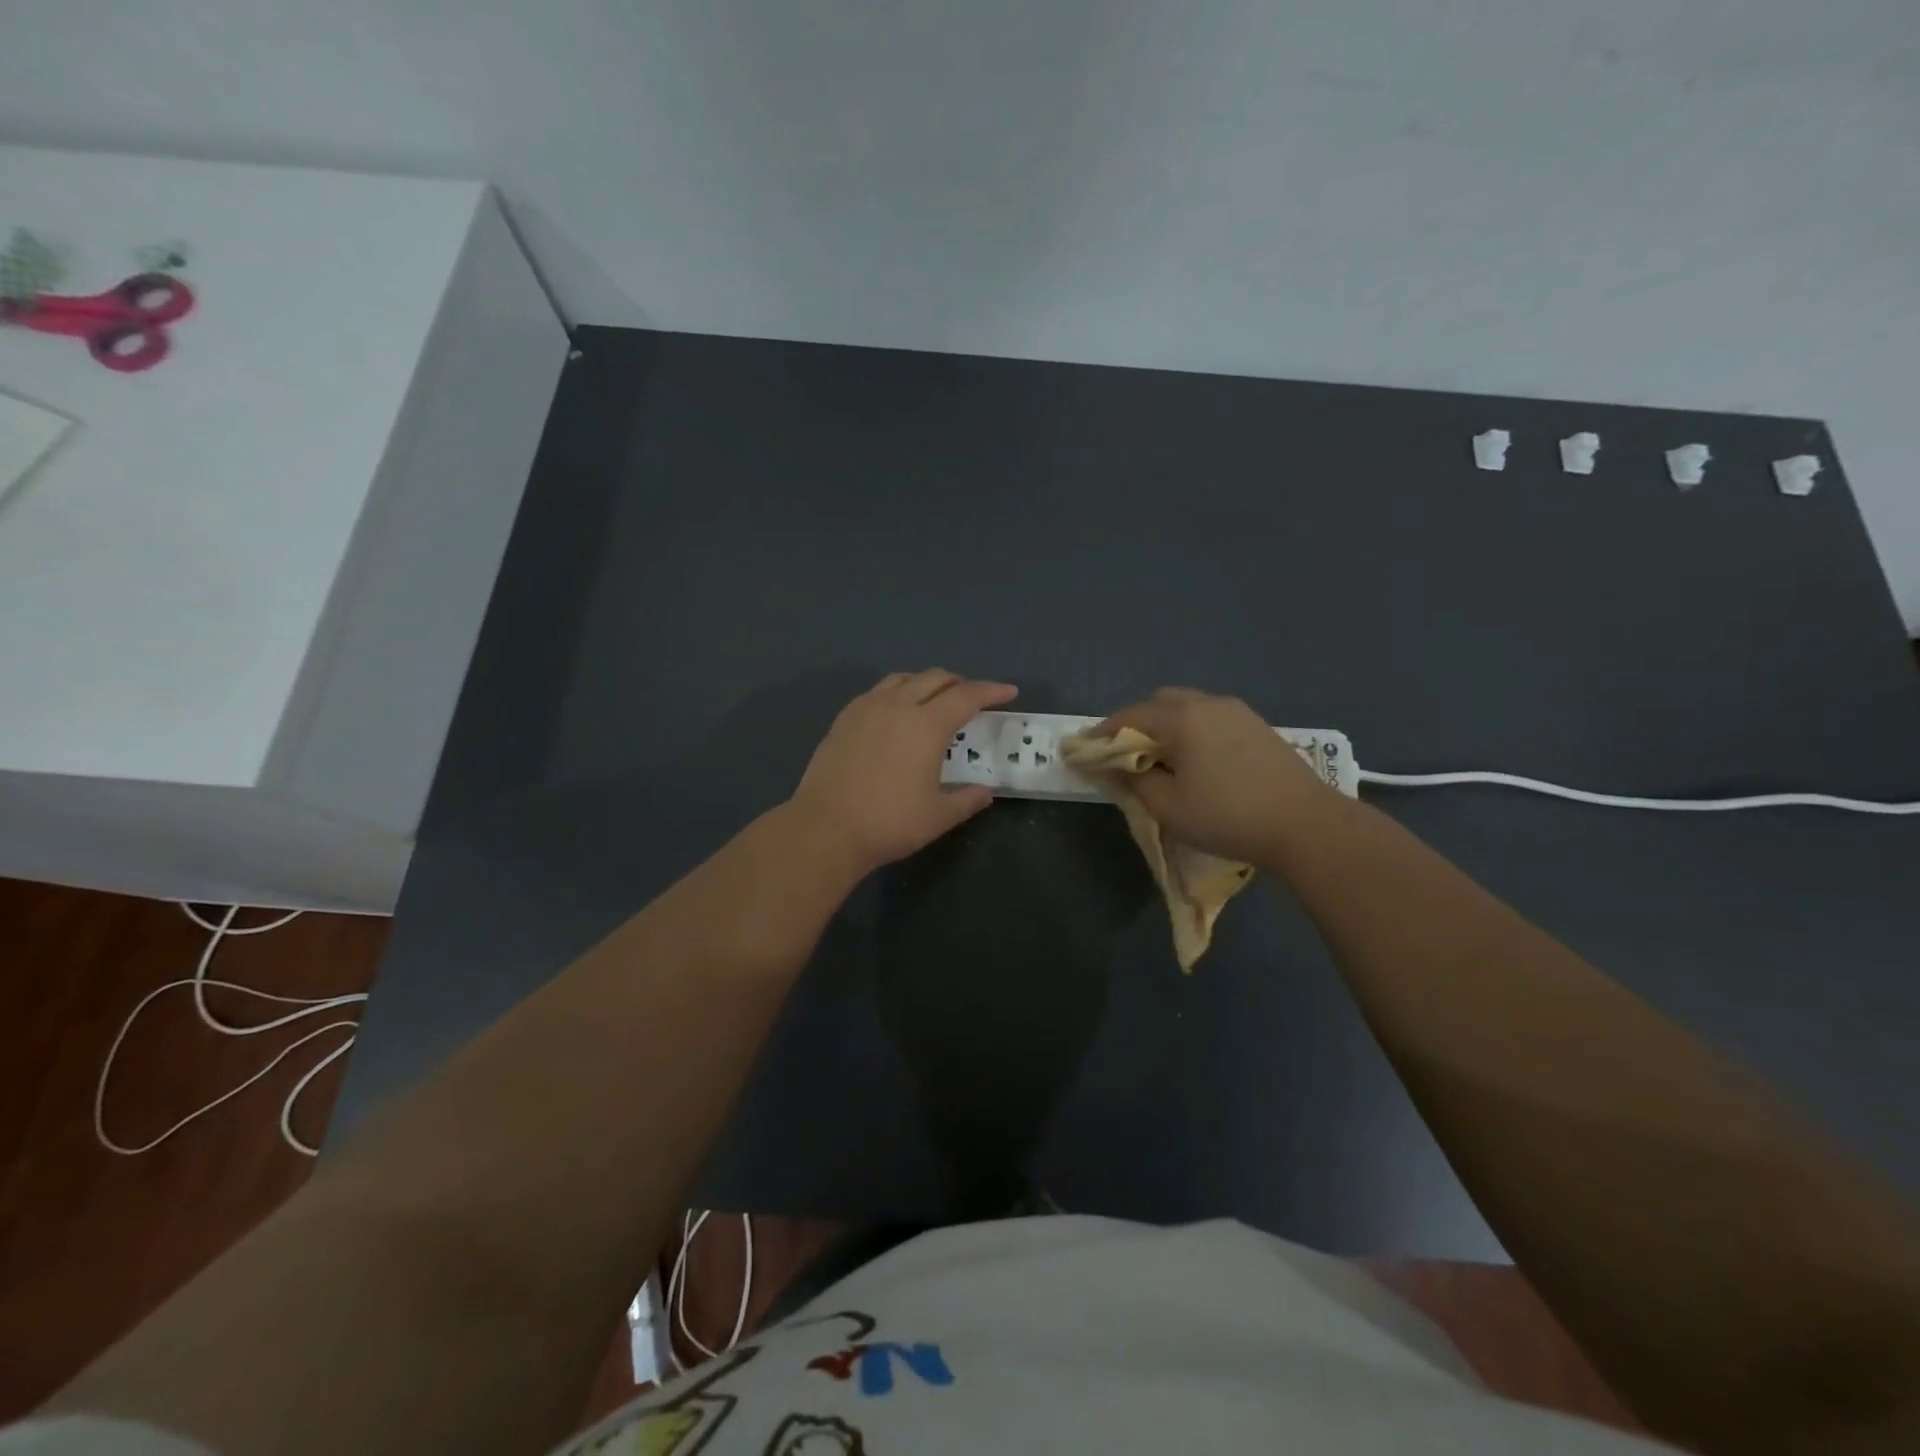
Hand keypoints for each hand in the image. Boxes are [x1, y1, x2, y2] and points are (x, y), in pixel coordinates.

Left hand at [790, 670, 1017, 873]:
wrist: (825, 828)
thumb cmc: (889, 823)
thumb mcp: (938, 816)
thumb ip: (966, 800)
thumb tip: (984, 792)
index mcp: (927, 725)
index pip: (967, 696)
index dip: (991, 691)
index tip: (1009, 692)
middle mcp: (898, 706)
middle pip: (935, 678)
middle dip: (959, 683)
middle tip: (973, 698)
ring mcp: (866, 708)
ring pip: (903, 679)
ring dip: (926, 683)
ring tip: (934, 700)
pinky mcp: (844, 719)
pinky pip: (877, 692)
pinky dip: (897, 693)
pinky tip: (895, 715)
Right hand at [1094, 688, 1346, 864]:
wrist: (1306, 824)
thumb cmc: (1229, 816)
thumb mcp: (1169, 807)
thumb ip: (1136, 782)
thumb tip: (1121, 768)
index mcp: (1182, 718)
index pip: (1129, 716)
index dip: (1103, 734)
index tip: (1085, 750)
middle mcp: (1208, 703)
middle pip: (1159, 703)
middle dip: (1136, 724)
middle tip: (1125, 755)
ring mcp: (1237, 712)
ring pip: (1188, 708)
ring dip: (1167, 726)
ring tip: (1161, 759)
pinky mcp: (1258, 726)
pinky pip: (1211, 718)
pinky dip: (1192, 731)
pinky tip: (1197, 760)